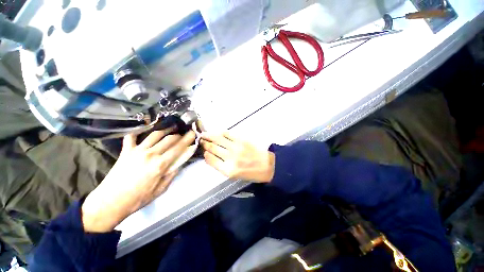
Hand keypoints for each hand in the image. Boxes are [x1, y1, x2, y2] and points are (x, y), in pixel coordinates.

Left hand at [81, 129, 195, 232]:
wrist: (110, 202)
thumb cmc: (138, 198)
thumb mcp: (161, 189)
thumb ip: (172, 174)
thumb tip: (180, 163)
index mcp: (161, 164)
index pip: (178, 147)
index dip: (188, 139)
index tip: (193, 133)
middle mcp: (151, 154)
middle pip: (169, 138)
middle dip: (179, 135)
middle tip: (183, 134)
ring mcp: (137, 151)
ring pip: (155, 135)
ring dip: (165, 130)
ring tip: (170, 128)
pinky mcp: (125, 151)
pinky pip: (131, 137)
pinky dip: (137, 132)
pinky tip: (142, 130)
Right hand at [201, 132, 274, 182]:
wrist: (267, 165)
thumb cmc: (251, 173)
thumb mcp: (234, 176)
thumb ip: (222, 166)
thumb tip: (211, 157)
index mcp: (228, 170)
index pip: (210, 160)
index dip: (205, 154)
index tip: (204, 152)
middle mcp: (230, 158)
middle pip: (212, 148)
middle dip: (205, 143)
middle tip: (201, 140)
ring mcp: (235, 147)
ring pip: (218, 139)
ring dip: (209, 136)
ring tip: (204, 134)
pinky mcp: (241, 139)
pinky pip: (228, 134)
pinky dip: (221, 133)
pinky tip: (217, 132)